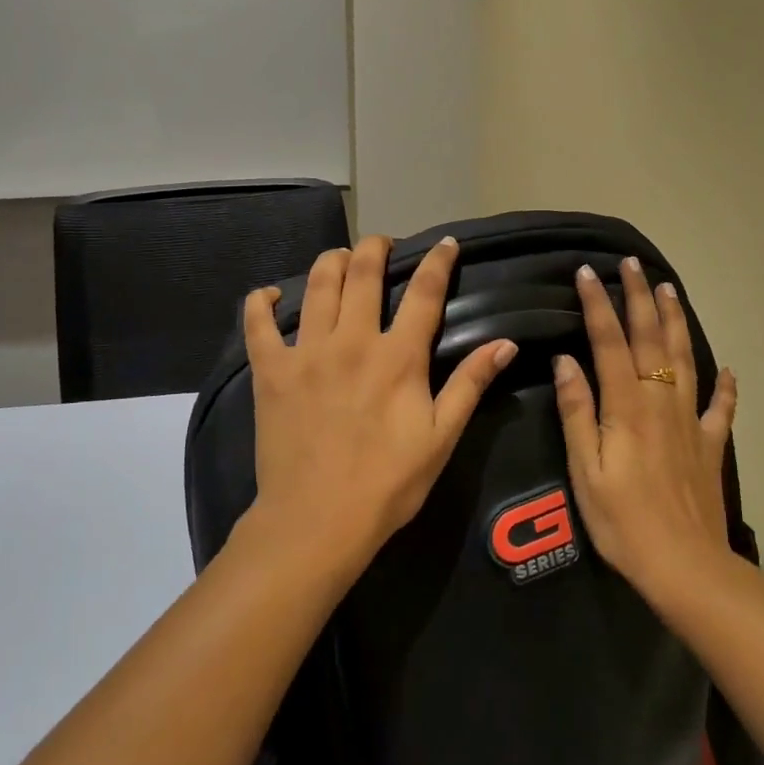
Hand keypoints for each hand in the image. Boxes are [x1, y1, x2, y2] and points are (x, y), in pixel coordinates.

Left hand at [241, 234, 519, 574]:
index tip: (444, 243)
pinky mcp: (270, 370)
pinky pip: (257, 323)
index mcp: (398, 357)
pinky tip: (270, 295)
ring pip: (317, 284)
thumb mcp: (441, 437)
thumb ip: (470, 384)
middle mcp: (352, 341)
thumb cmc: (387, 483)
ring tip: (341, 258)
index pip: (424, 293)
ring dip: (332, 262)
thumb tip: (505, 343)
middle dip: (376, 247)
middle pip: (363, 273)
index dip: (437, 262)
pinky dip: (261, 302)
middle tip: (383, 244)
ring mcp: (307, 352)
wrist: (317, 521)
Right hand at [553, 257, 739, 602]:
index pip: (609, 342)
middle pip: (650, 339)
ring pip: (685, 359)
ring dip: (676, 322)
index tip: (587, 272)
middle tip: (633, 264)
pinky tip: (728, 370)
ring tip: (671, 291)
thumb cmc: (623, 521)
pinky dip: (725, 386)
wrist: (685, 566)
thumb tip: (566, 361)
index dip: (598, 304)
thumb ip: (577, 412)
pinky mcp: (710, 445)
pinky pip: (721, 408)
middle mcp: (661, 402)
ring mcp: (691, 422)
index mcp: (626, 406)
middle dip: (640, 298)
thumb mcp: (585, 470)